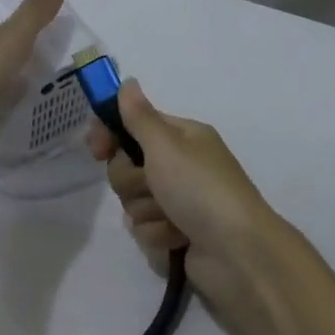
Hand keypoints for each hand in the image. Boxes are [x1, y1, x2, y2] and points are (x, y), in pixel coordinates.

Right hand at [87, 81, 295, 334]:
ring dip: (147, 211)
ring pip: (133, 201)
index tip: (97, 149)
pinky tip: (179, 239)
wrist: (237, 252)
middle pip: (126, 167)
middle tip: (153, 186)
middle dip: (132, 181)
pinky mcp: (175, 233)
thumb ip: (139, 117)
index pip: (133, 125)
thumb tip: (127, 82)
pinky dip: (159, 234)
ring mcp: (178, 201)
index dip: (110, 135)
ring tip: (173, 218)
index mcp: (182, 137)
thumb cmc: (201, 189)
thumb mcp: (166, 146)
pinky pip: (145, 229)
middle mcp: (179, 165)